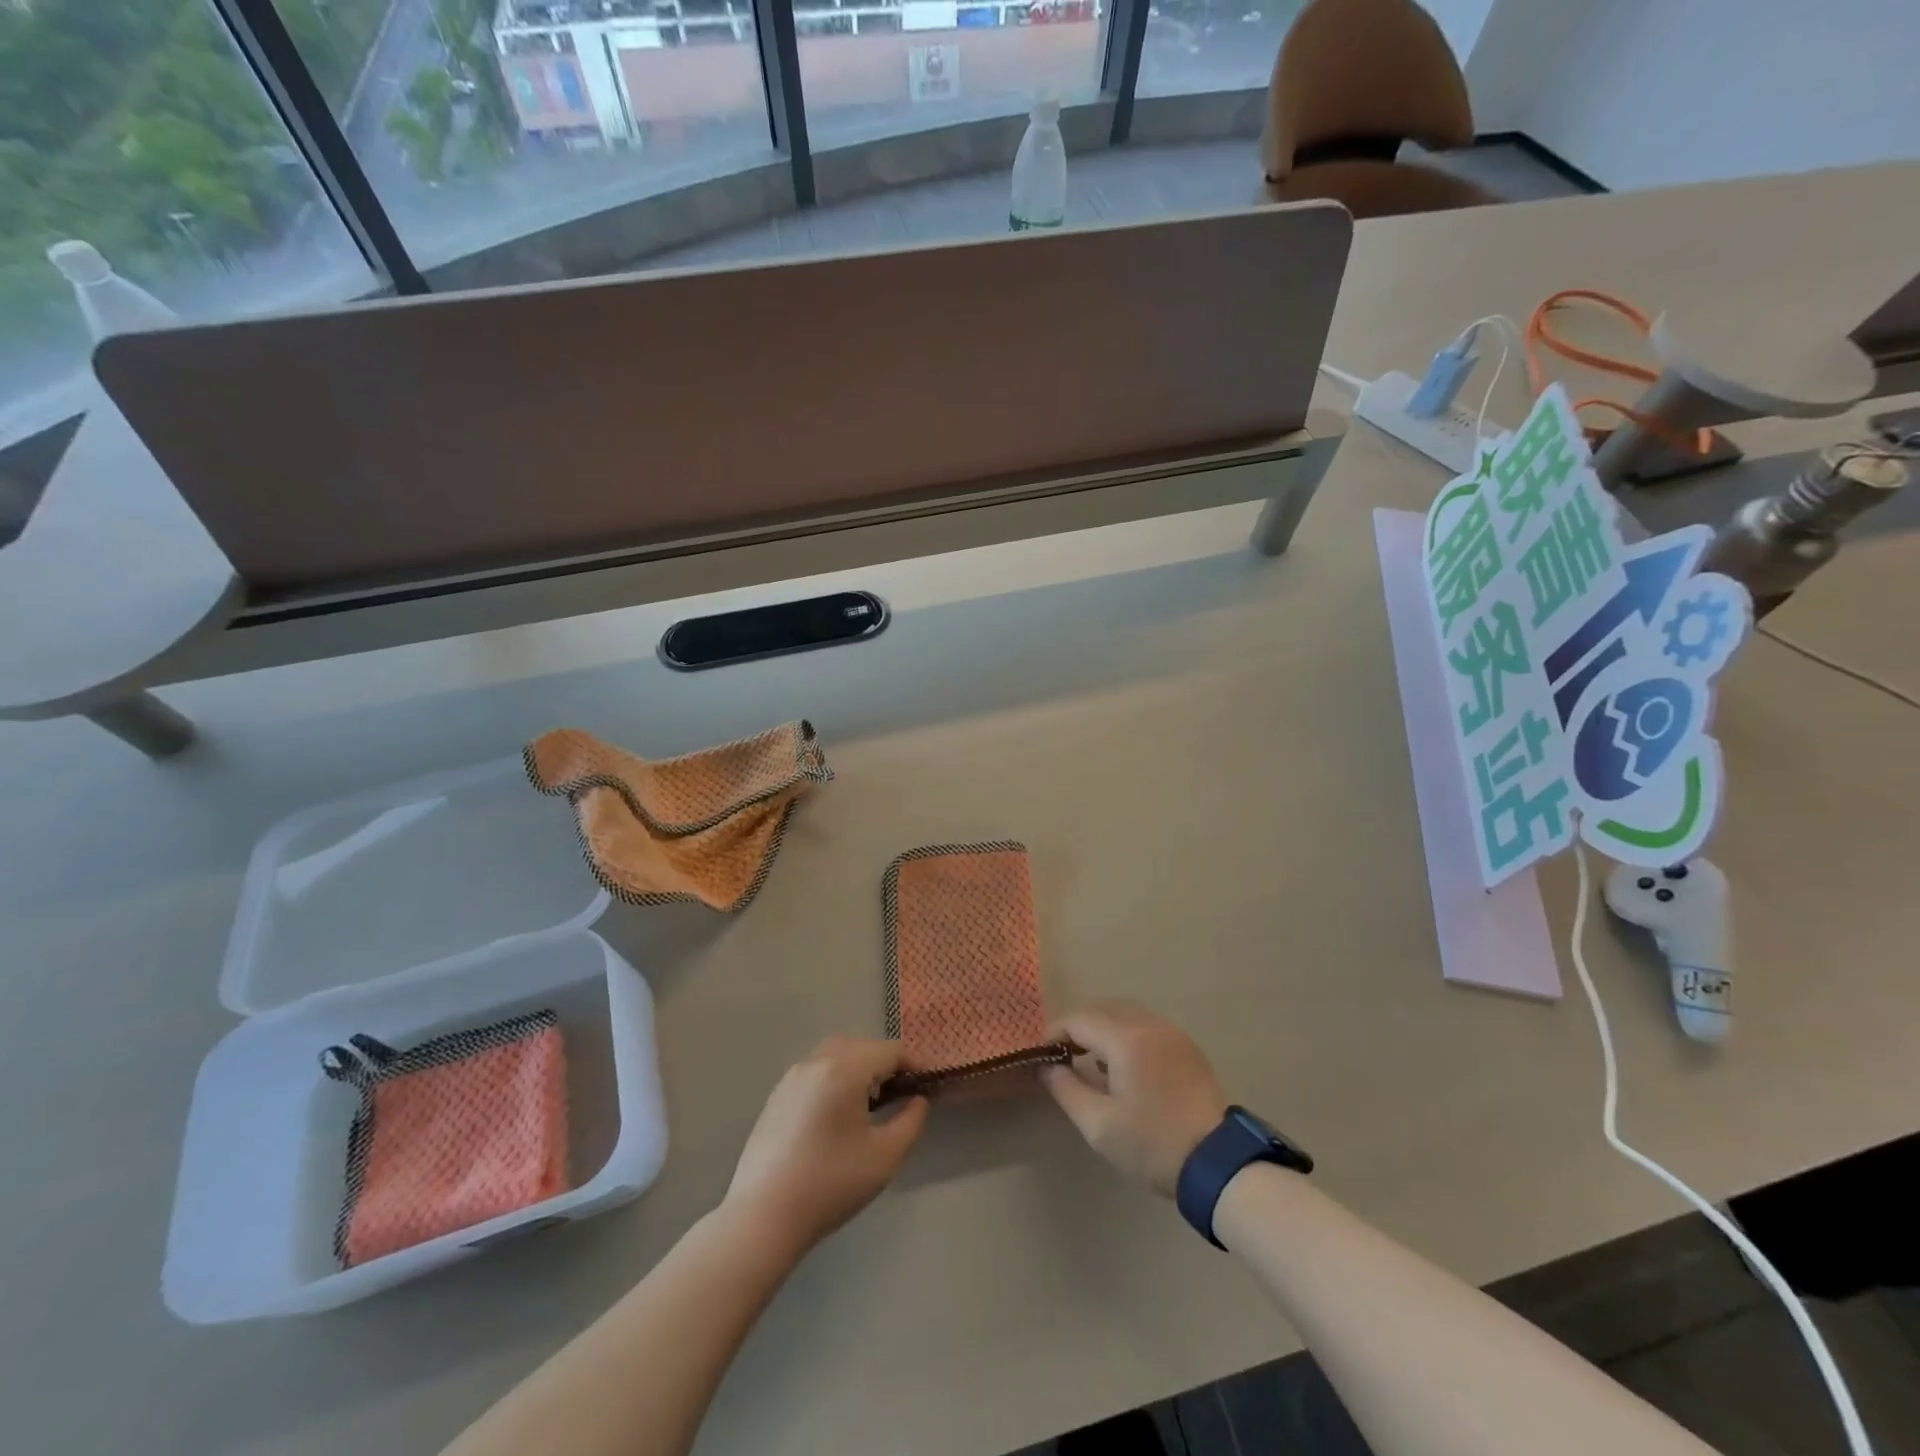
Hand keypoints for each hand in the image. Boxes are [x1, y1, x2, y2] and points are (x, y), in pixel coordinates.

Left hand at [723, 1037, 928, 1254]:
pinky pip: (814, 1072)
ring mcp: (792, 1077)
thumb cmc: (831, 1184)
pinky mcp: (776, 1096)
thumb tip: (918, 1100)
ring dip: (857, 1068)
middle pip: (860, 1046)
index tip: (923, 1087)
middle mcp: (816, 1062)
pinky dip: (833, 1079)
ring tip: (867, 1104)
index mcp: (845, 1069)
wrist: (763, 1216)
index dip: (912, 1065)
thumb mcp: (886, 1156)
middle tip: (898, 1095)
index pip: (889, 1050)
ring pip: (834, 1055)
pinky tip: (834, 1116)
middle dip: (883, 1063)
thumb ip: (912, 1121)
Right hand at [1041, 1002, 1227, 1195]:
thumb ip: (1066, 1089)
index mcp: (1125, 1038)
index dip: (1054, 1033)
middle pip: (1101, 1009)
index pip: (1077, 1020)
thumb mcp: (1099, 1125)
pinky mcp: (1186, 1046)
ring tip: (1090, 1060)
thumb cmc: (1153, 1144)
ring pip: (1125, 1013)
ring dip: (1102, 1028)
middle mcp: (1148, 1024)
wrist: (1219, 1162)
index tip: (1041, 1055)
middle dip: (1077, 1026)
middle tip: (1062, 1055)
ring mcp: (1171, 1033)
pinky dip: (1126, 1033)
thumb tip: (1046, 1067)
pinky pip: (1146, 1025)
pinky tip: (1123, 1065)